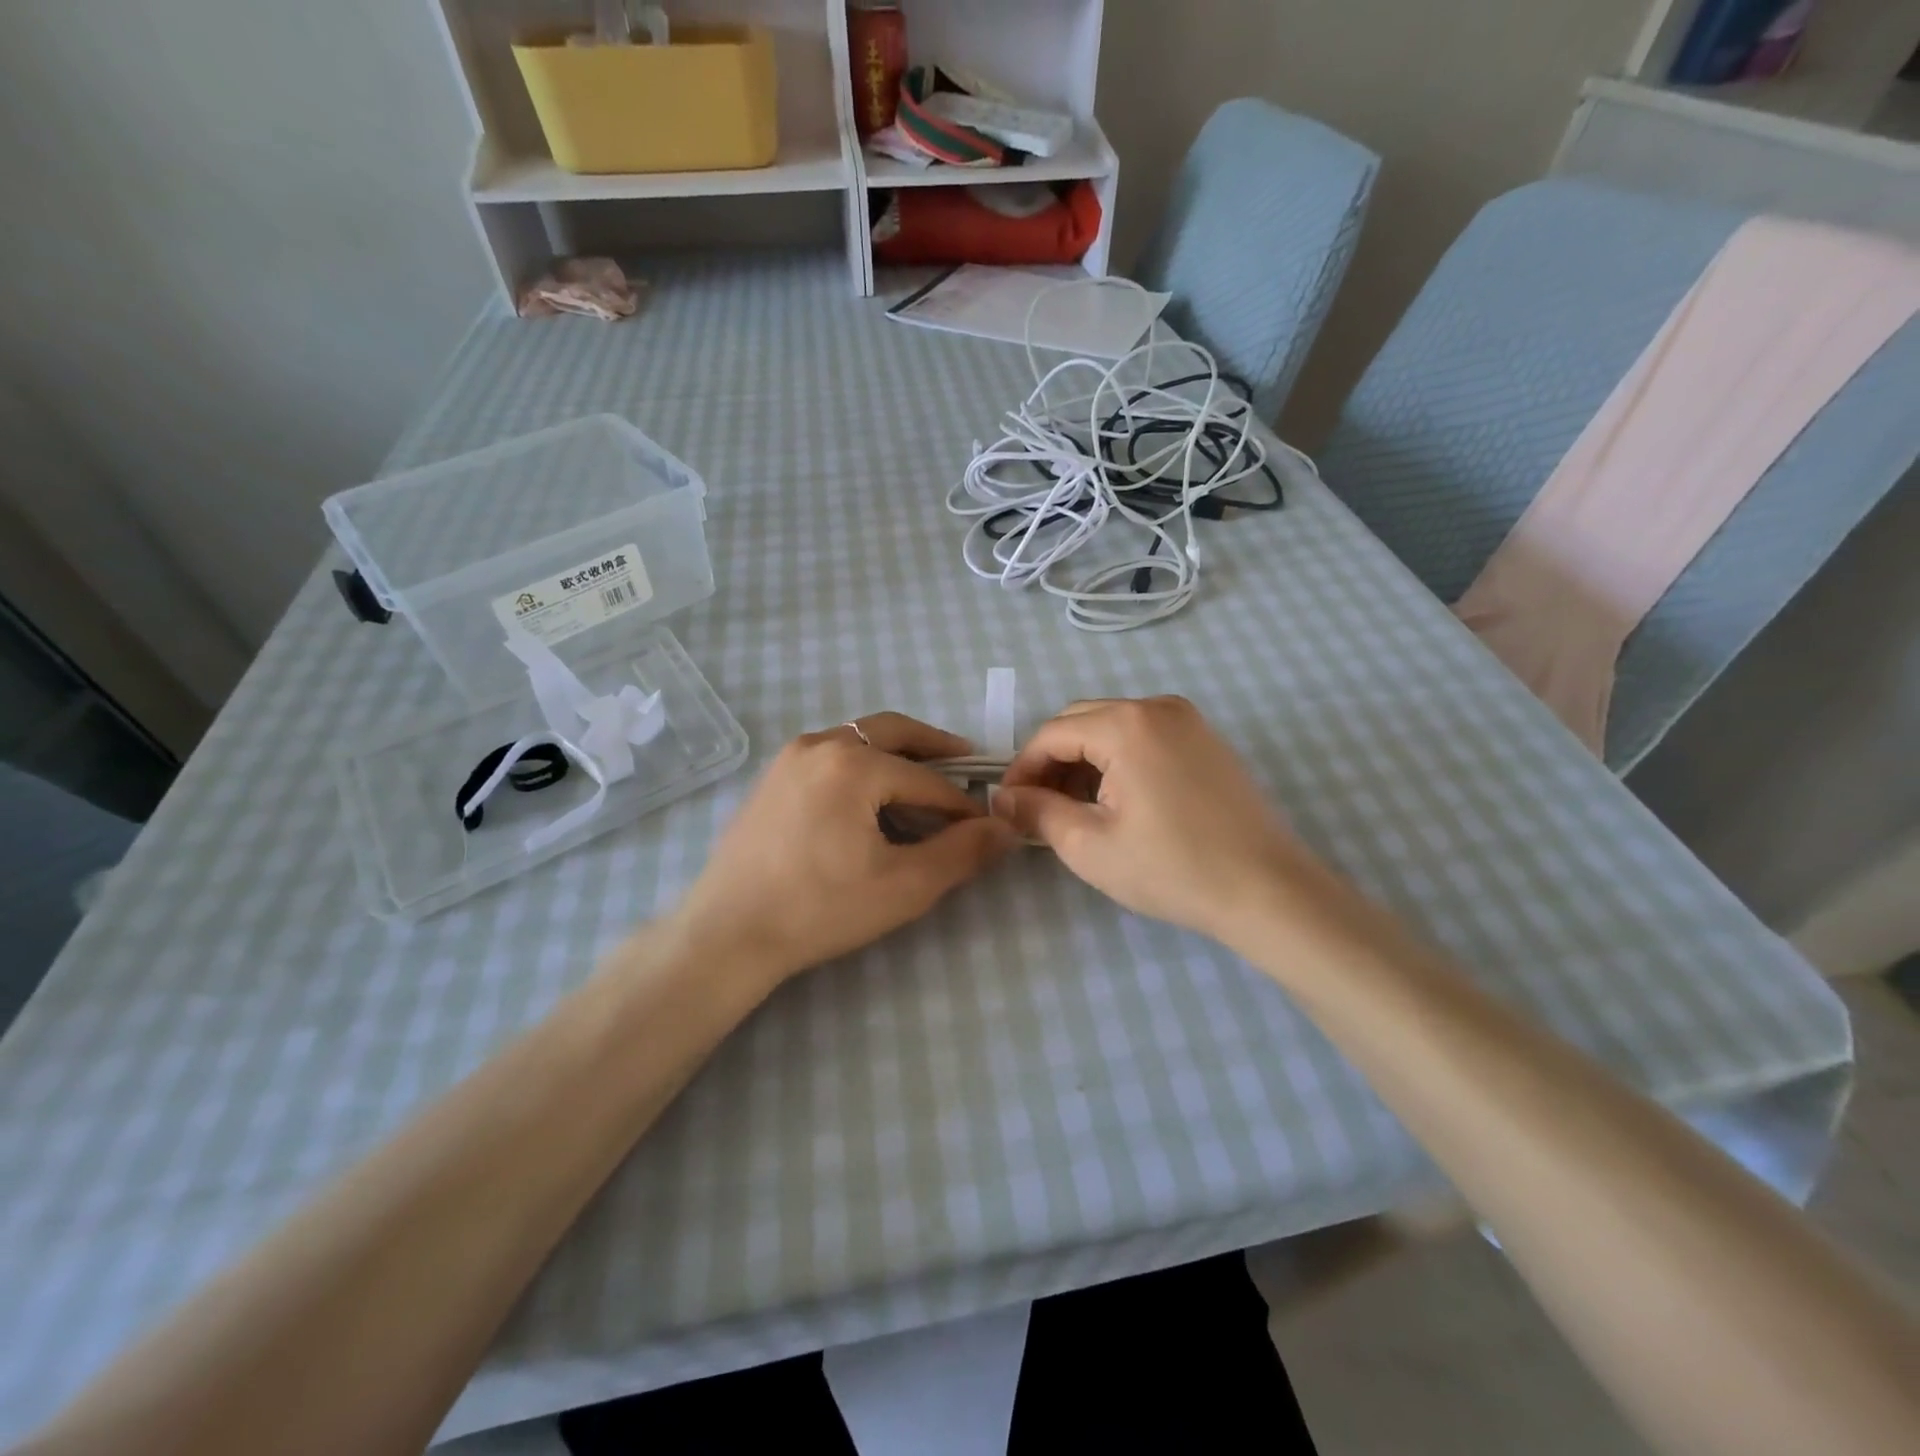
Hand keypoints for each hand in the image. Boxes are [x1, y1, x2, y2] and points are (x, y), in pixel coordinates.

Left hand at [673, 713, 1019, 984]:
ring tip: (922, 780)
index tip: (986, 826)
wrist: (728, 933)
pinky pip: (830, 756)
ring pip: (858, 740)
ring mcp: (789, 758)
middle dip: (934, 746)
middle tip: (966, 760)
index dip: (963, 804)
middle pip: (892, 732)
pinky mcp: (771, 778)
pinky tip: (870, 798)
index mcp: (854, 763)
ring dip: (896, 753)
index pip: (928, 779)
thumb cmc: (820, 908)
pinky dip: (862, 764)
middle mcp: (820, 744)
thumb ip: (962, 852)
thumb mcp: (904, 885)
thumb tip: (1006, 827)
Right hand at [995, 696, 1316, 943]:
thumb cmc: (1172, 868)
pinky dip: (1118, 759)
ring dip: (1083, 761)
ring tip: (1076, 810)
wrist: (1267, 890)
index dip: (1022, 769)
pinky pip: (1144, 736)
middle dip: (1052, 763)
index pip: (1051, 734)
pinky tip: (1118, 801)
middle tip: (1040, 810)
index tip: (1009, 807)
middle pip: (1080, 721)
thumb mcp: (1089, 845)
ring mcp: (1187, 719)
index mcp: (1126, 724)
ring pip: (1112, 727)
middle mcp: (1156, 706)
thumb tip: (1003, 798)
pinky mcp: (1206, 739)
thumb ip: (1038, 812)